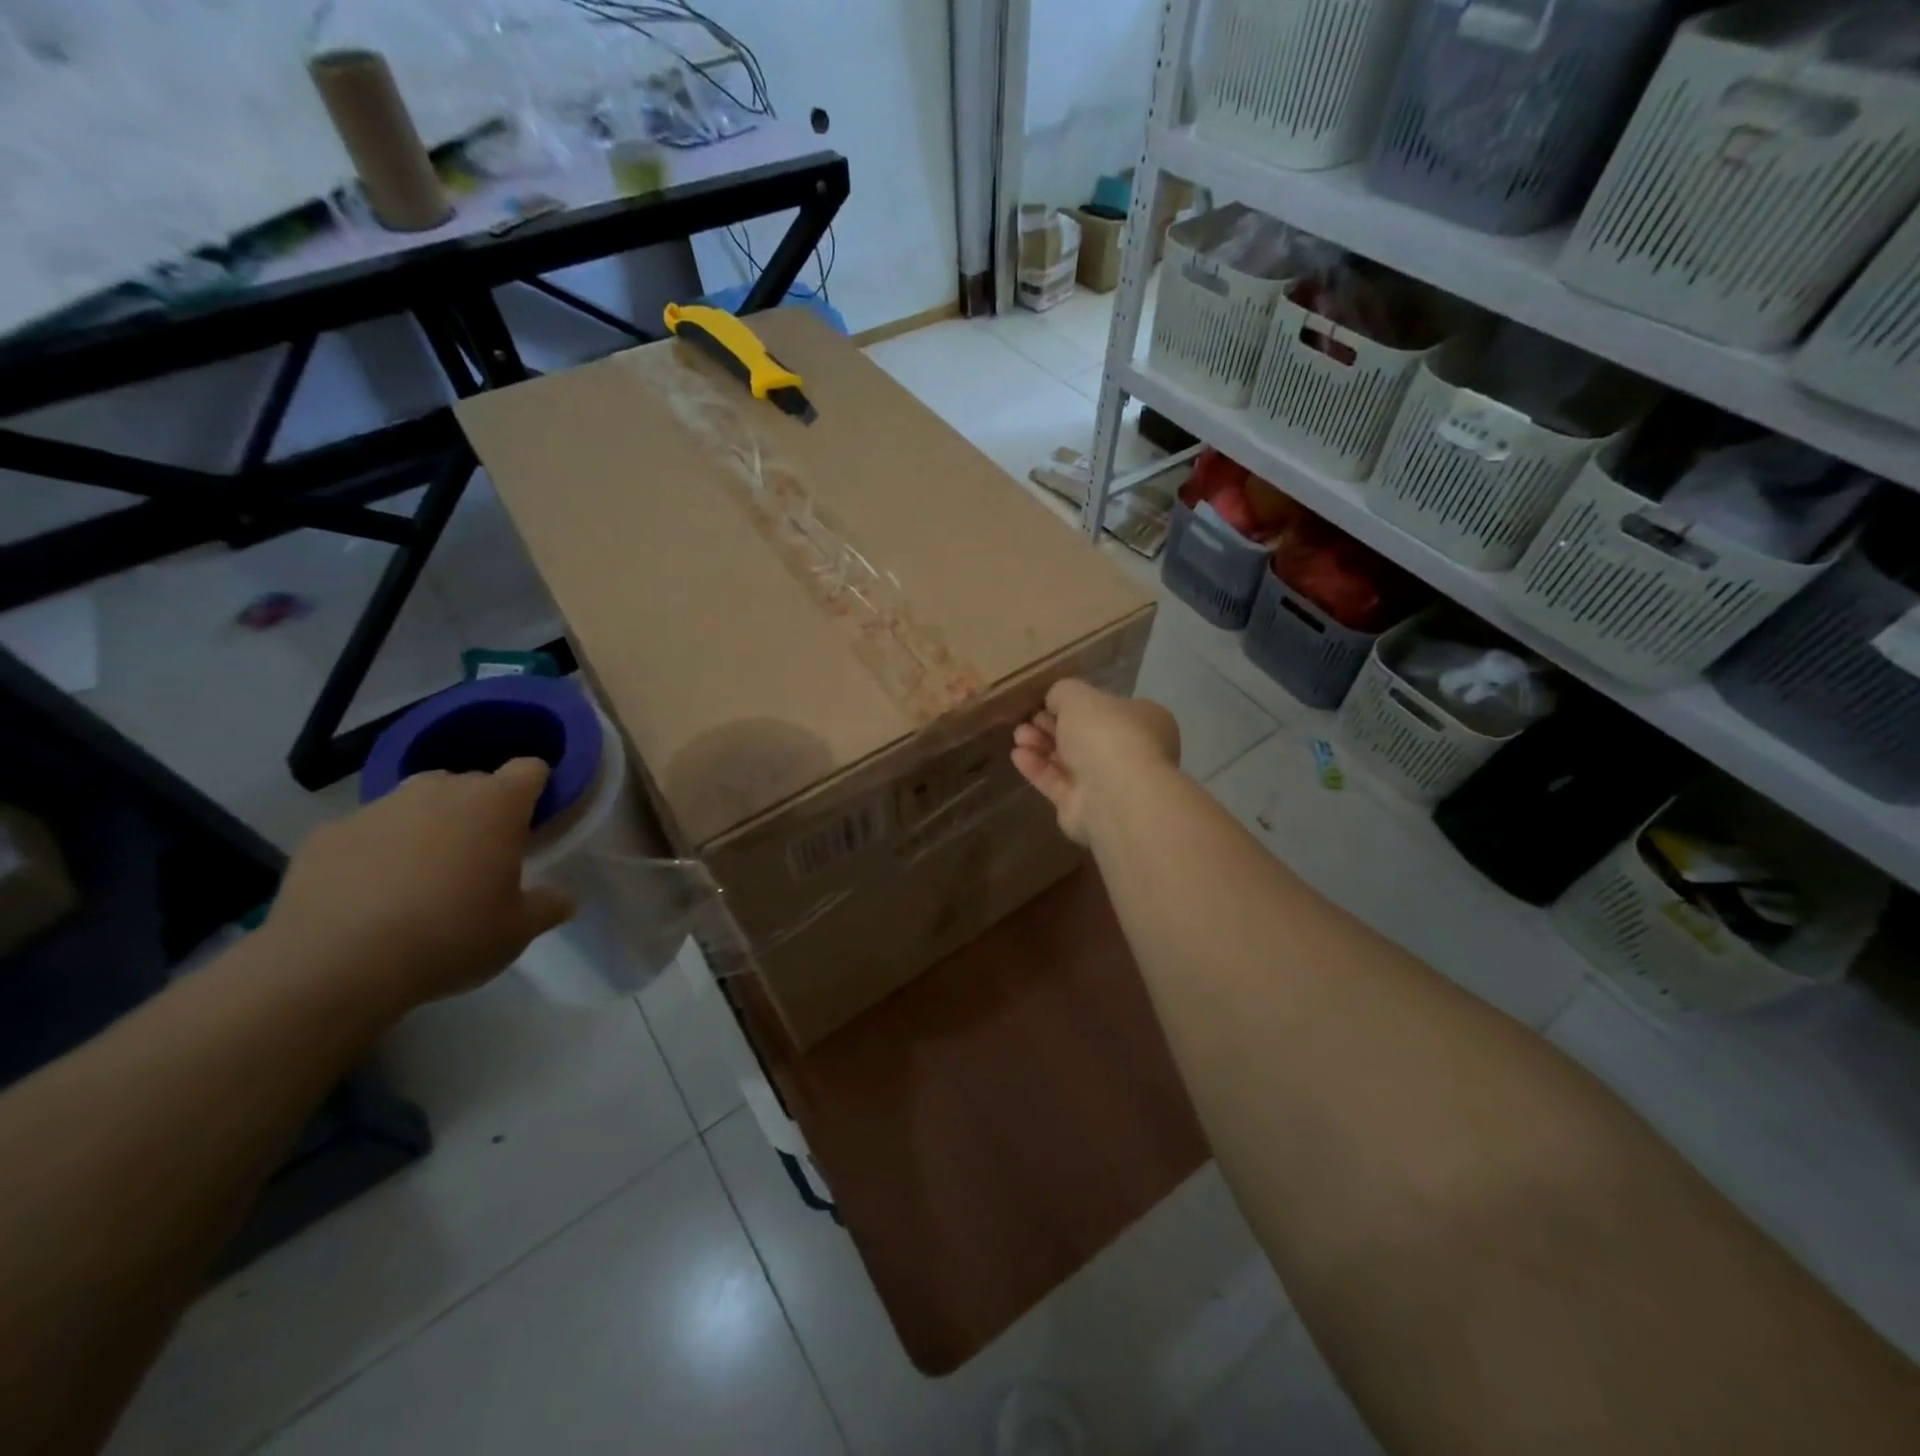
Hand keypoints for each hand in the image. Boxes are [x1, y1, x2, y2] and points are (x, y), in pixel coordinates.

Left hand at [265, 759, 574, 1016]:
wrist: (335, 965)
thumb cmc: (451, 937)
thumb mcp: (518, 931)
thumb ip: (548, 905)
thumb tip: (563, 898)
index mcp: (496, 804)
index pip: (530, 769)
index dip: (536, 789)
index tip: (534, 820)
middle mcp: (439, 790)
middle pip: (472, 783)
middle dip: (480, 811)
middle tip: (480, 858)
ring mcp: (378, 807)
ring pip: (416, 803)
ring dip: (426, 827)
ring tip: (421, 877)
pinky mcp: (326, 833)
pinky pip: (364, 833)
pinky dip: (373, 852)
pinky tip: (368, 895)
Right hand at [1011, 679, 1179, 845]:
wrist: (1114, 794)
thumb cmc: (1106, 734)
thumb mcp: (1079, 696)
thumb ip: (1063, 693)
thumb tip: (1055, 701)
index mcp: (1143, 720)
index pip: (1107, 708)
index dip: (1076, 704)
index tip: (1047, 702)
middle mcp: (1129, 752)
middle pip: (1084, 735)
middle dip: (1052, 726)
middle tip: (1028, 719)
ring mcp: (1108, 783)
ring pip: (1068, 760)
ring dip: (1041, 746)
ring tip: (1018, 736)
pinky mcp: (1084, 808)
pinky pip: (1057, 783)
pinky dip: (1037, 768)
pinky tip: (1018, 756)